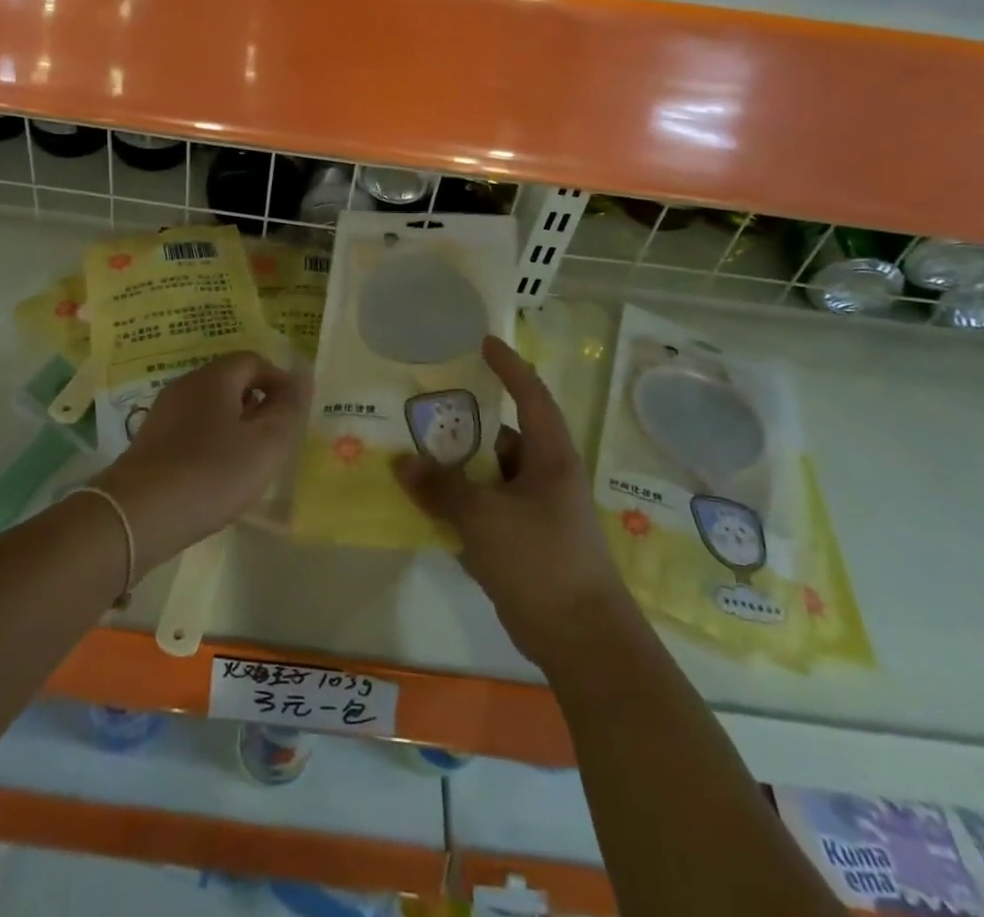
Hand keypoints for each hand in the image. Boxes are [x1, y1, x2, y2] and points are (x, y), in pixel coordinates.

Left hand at [94, 352, 308, 566]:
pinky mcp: (149, 441)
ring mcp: (163, 412)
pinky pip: (190, 429)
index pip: (254, 360)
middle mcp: (186, 384)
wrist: (139, 514)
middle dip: (257, 404)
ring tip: (248, 460)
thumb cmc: (212, 472)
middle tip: (274, 439)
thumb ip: (288, 409)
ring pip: (209, 407)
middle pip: (230, 381)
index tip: (294, 413)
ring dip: (234, 425)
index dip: (280, 381)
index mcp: (215, 376)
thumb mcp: (266, 443)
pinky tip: (215, 475)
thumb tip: (300, 379)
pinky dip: (210, 443)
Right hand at [395, 337, 628, 671]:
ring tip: (418, 456)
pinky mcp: (527, 543)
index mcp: (550, 457)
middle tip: (428, 409)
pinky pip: (489, 508)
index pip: (531, 395)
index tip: (484, 342)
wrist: (582, 641)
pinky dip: (464, 502)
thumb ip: (441, 487)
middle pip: (504, 436)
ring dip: (460, 468)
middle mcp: (547, 477)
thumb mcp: (483, 517)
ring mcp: (538, 512)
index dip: (509, 366)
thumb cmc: (540, 561)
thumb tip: (402, 463)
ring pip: (493, 475)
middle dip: (467, 424)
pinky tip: (431, 506)